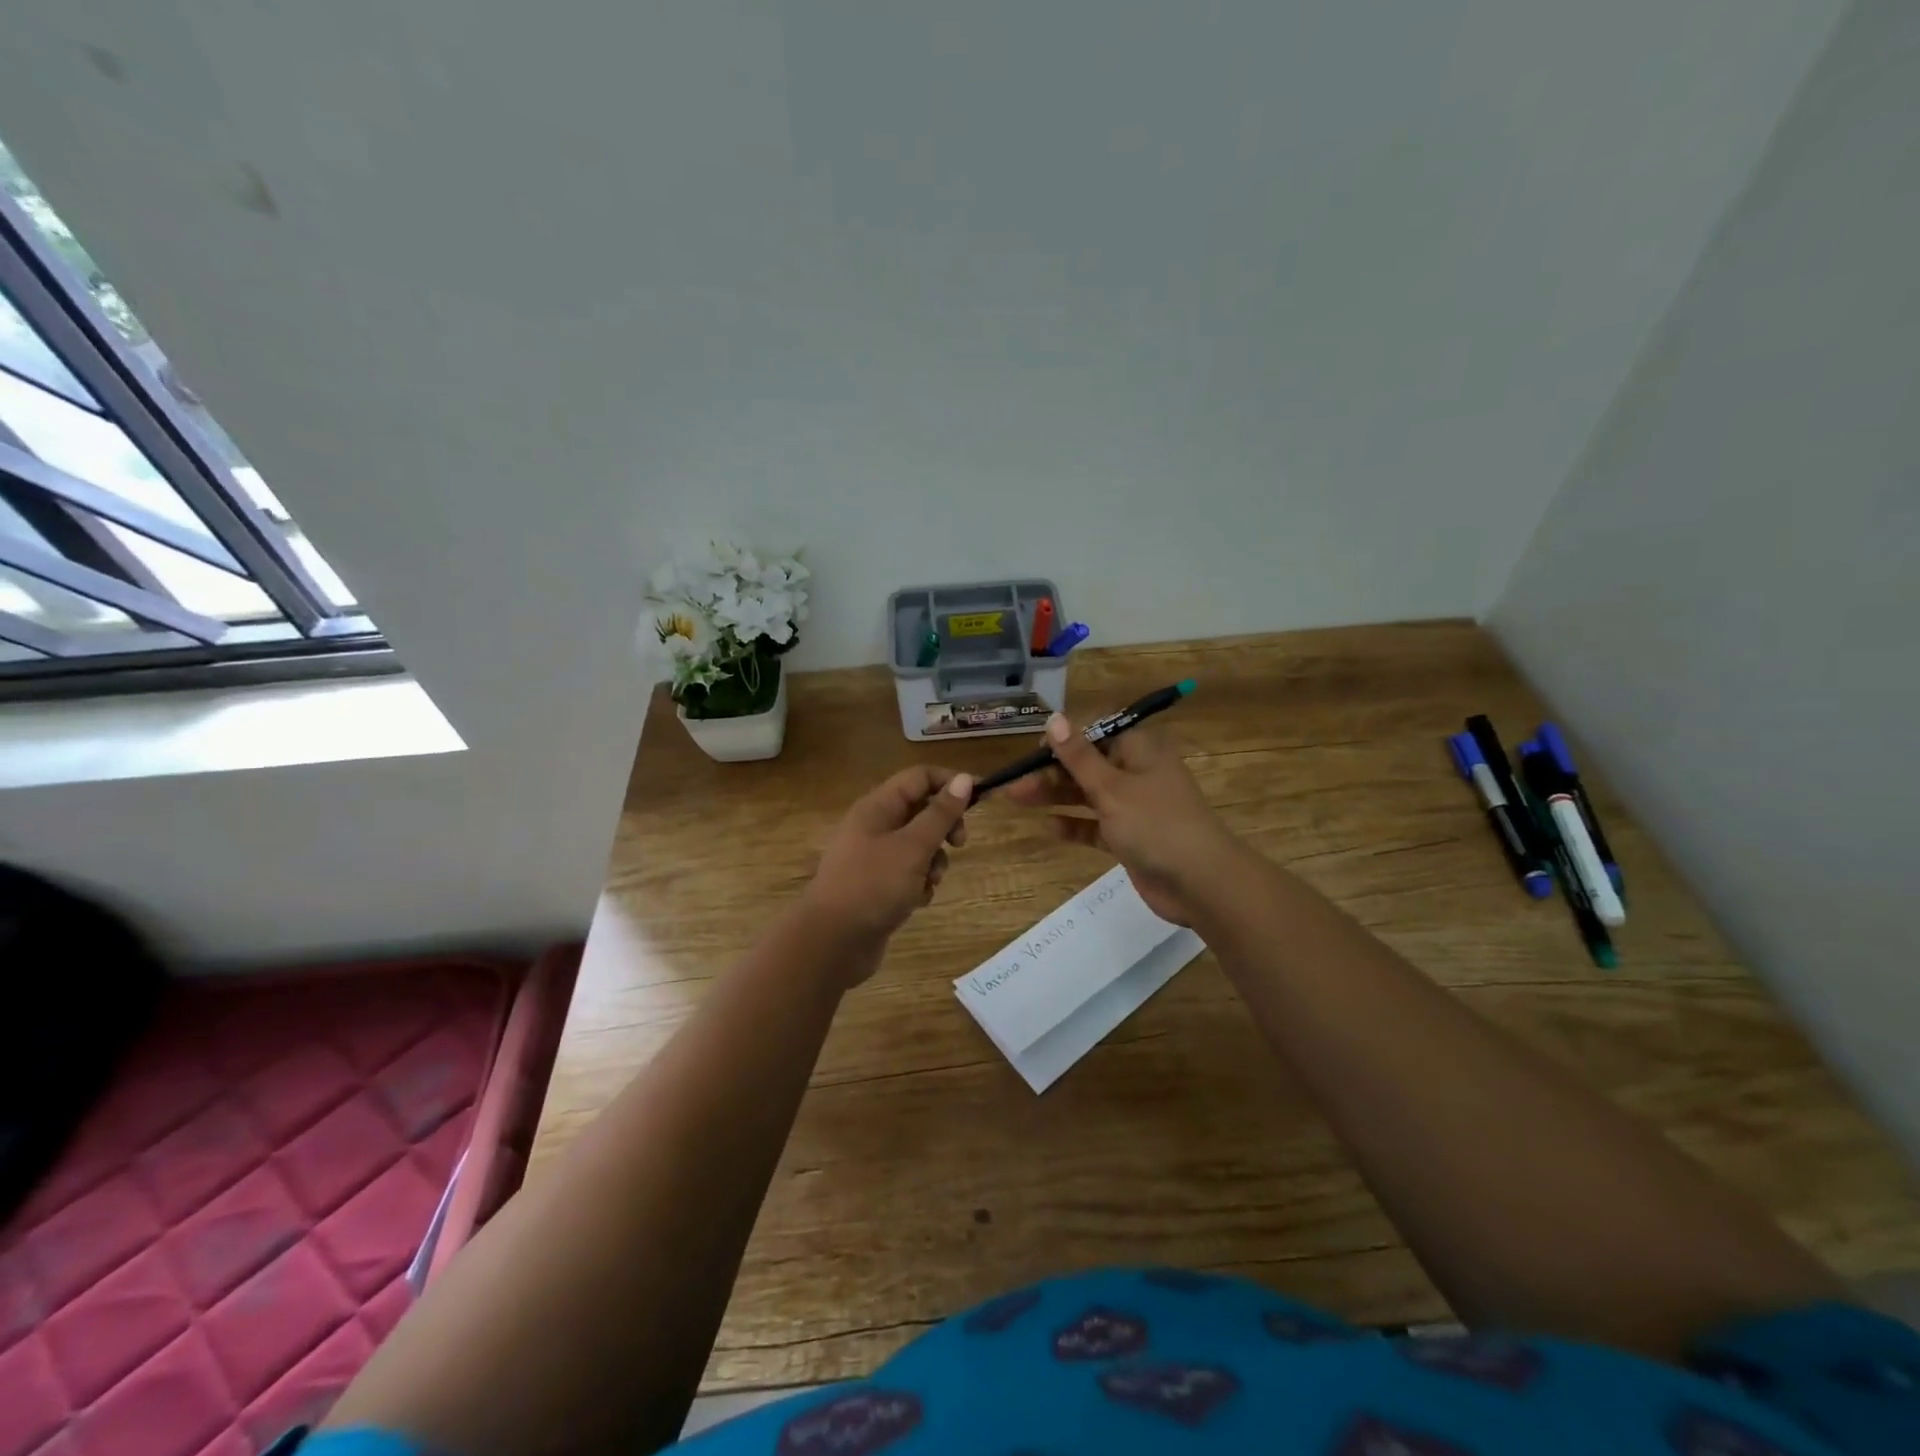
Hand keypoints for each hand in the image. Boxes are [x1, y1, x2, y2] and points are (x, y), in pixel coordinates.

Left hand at [801, 766, 972, 965]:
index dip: (950, 783)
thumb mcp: (913, 847)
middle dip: (944, 827)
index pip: (920, 777)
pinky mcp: (877, 885)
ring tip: (930, 882)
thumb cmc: (873, 886)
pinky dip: (919, 883)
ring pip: (918, 845)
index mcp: (877, 807)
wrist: (832, 942)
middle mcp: (874, 826)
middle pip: (921, 810)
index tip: (980, 801)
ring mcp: (874, 857)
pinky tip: (917, 901)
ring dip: (934, 861)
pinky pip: (908, 873)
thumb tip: (964, 779)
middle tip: (959, 844)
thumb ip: (940, 813)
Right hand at [1006, 714, 1237, 925]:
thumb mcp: (1112, 787)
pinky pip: (1096, 826)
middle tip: (1014, 785)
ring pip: (1088, 795)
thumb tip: (1054, 719)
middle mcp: (1137, 773)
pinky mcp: (1131, 838)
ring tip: (1017, 800)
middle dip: (1051, 773)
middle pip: (1087, 766)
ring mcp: (1135, 808)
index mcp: (1139, 750)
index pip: (1095, 734)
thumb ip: (1079, 757)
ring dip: (1056, 796)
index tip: (1031, 754)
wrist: (1201, 883)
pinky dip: (1075, 825)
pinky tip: (1050, 828)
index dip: (1063, 742)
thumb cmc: (1155, 824)